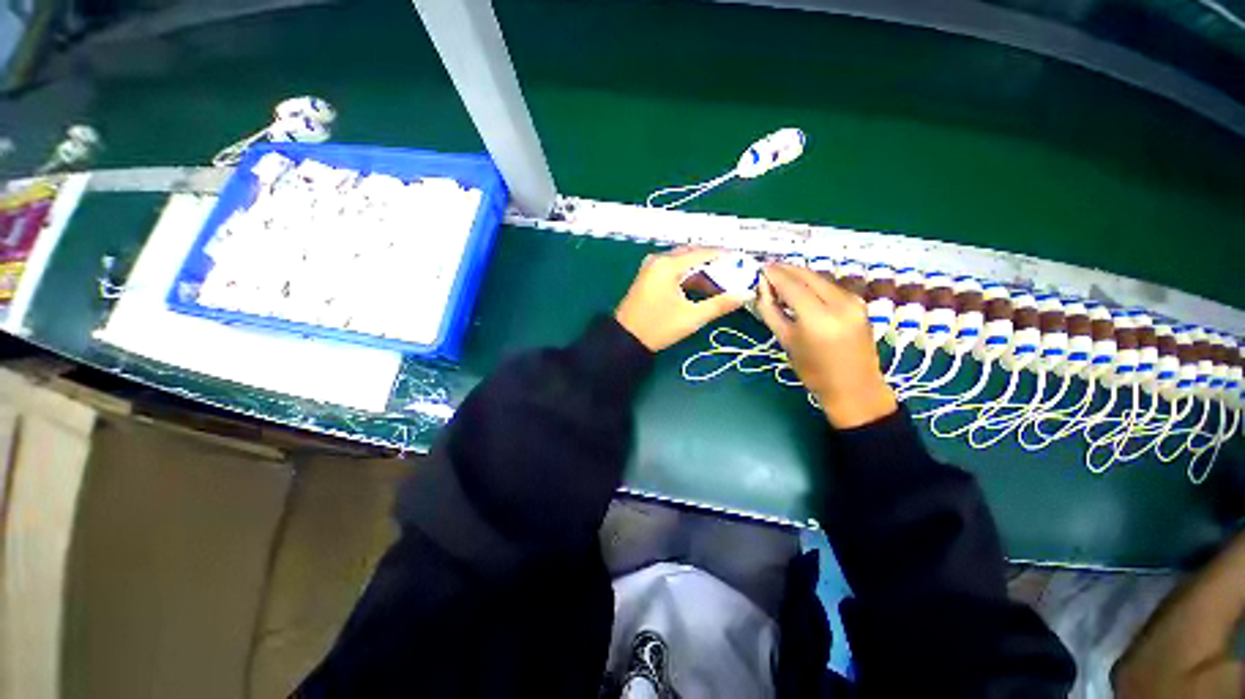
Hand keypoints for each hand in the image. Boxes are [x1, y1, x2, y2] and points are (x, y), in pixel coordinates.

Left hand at [615, 248, 746, 351]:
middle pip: (692, 255)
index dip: (725, 257)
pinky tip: (702, 288)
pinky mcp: (649, 277)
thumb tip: (745, 294)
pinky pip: (673, 270)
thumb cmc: (658, 328)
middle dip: (714, 264)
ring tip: (721, 284)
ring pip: (683, 263)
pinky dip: (688, 277)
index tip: (743, 264)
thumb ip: (720, 304)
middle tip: (734, 274)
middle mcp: (658, 260)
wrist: (625, 340)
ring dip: (701, 272)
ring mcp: (651, 267)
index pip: (703, 253)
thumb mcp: (691, 317)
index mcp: (667, 265)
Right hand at [756, 263, 896, 428]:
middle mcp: (840, 303)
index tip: (759, 268)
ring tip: (780, 280)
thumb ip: (771, 311)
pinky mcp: (859, 302)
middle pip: (807, 276)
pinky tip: (800, 289)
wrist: (855, 388)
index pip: (791, 285)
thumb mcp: (785, 341)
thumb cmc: (813, 371)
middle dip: (786, 270)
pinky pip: (829, 286)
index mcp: (818, 317)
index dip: (774, 274)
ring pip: (820, 278)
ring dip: (799, 275)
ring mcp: (853, 301)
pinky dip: (812, 284)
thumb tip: (761, 289)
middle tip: (767, 270)